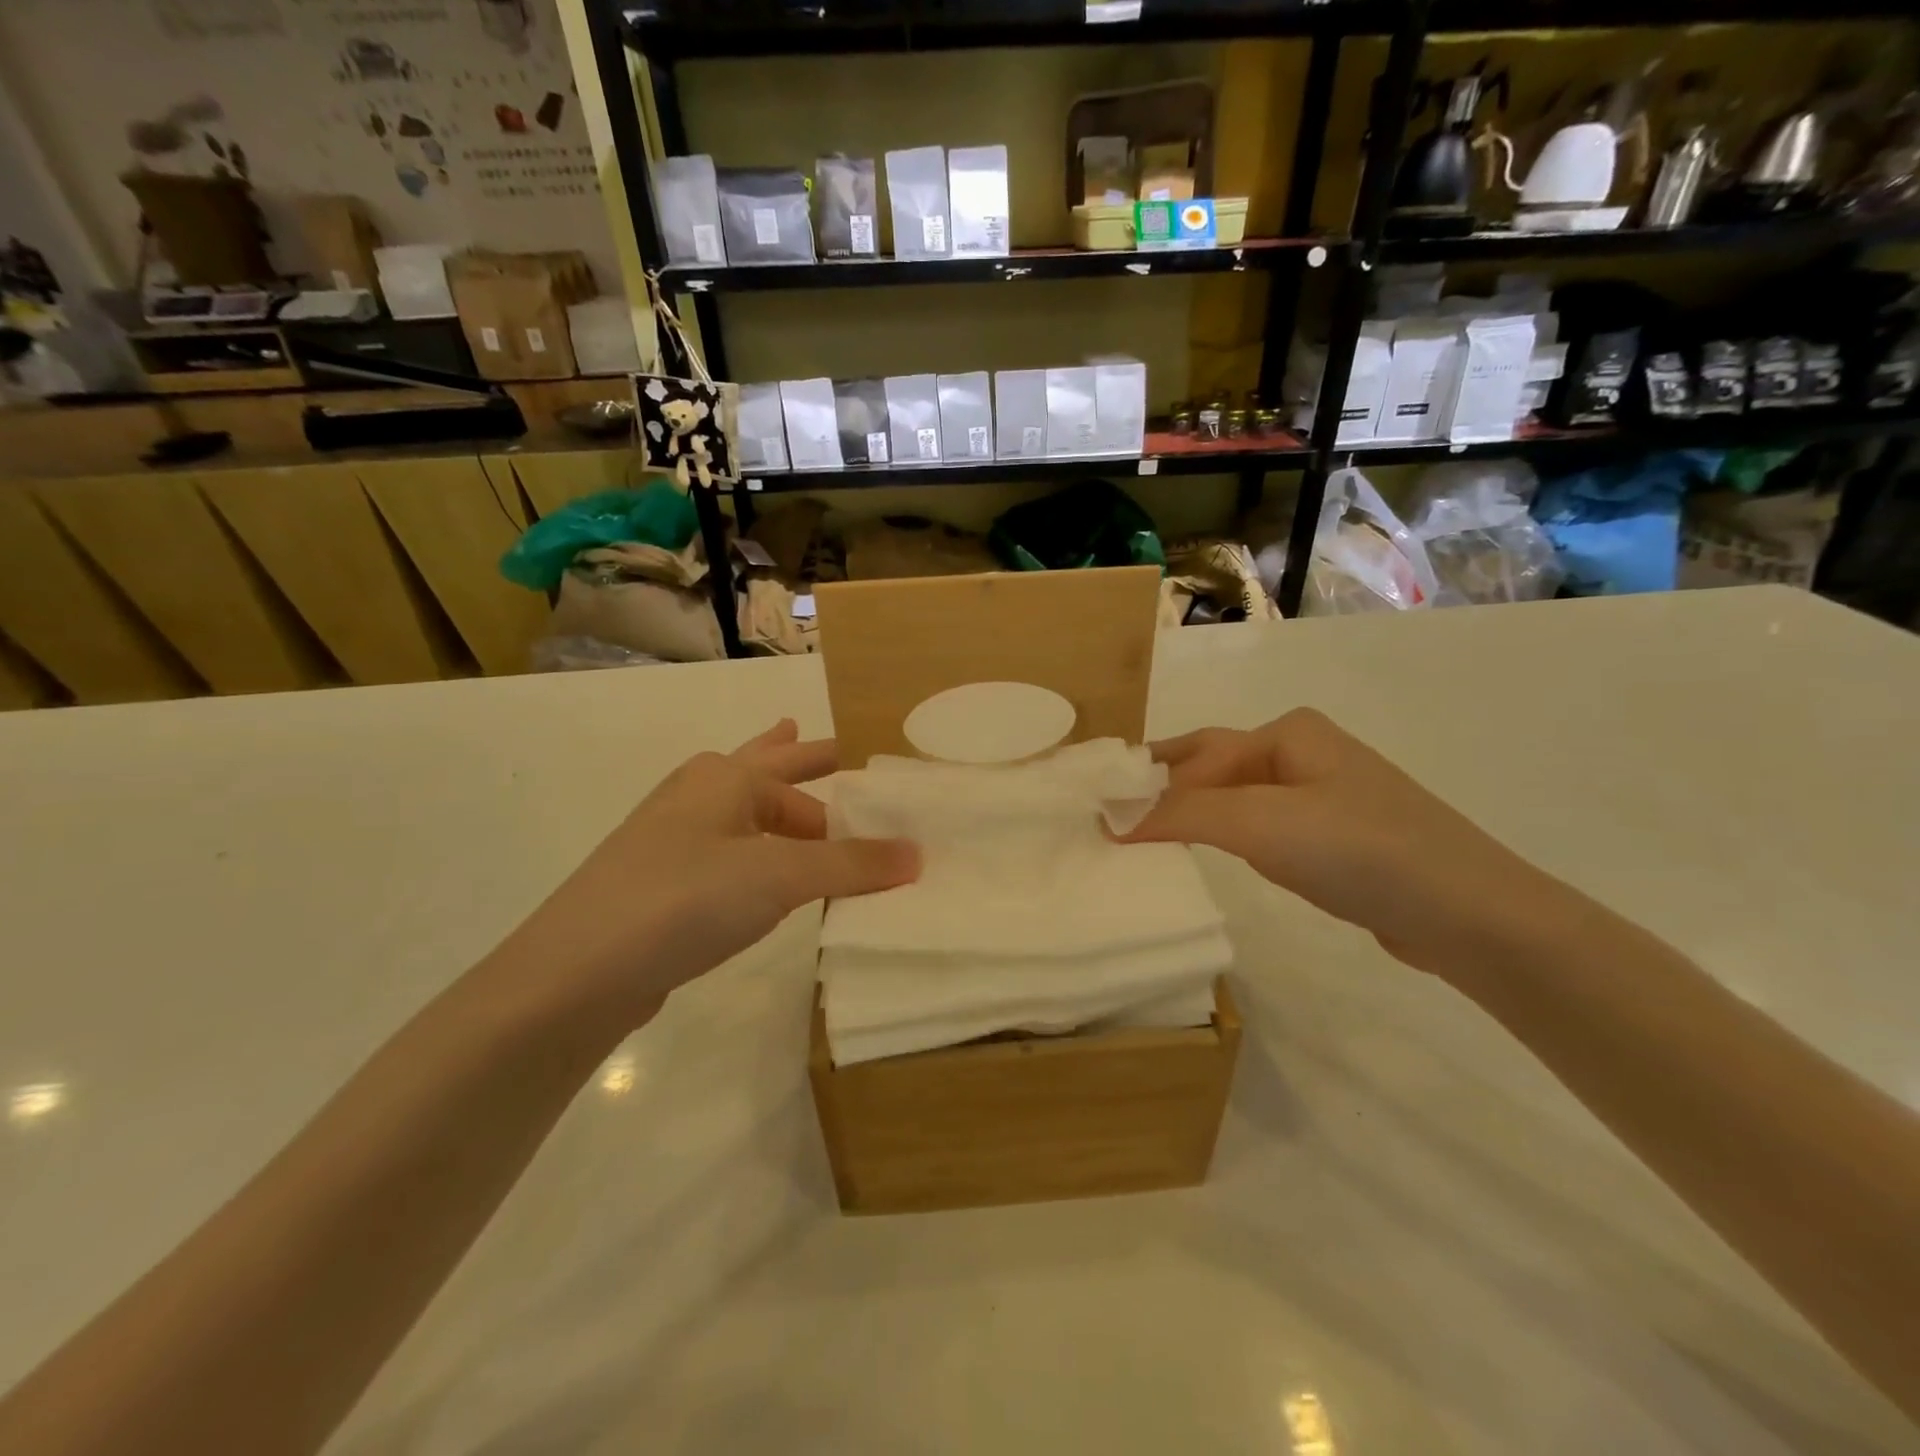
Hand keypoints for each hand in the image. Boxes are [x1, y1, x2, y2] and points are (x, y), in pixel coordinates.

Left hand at [494, 720, 918, 1024]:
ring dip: (778, 806)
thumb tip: (918, 854)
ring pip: (743, 812)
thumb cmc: (683, 899)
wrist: (576, 973)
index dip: (847, 784)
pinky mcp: (665, 885)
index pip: (803, 774)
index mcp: (726, 779)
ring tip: (805, 800)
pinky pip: (730, 854)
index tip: (885, 794)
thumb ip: (850, 865)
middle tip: (837, 748)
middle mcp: (699, 797)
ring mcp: (675, 840)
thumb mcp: (778, 876)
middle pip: (764, 769)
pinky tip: (765, 873)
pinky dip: (758, 852)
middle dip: (801, 759)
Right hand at [1122, 709, 1560, 979]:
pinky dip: (1224, 838)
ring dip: (1191, 816)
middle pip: (1213, 768)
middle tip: (1112, 819)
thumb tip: (1111, 818)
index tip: (1104, 823)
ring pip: (1235, 801)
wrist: (1468, 914)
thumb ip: (1181, 814)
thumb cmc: (1358, 849)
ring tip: (1145, 840)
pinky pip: (1260, 829)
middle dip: (1164, 790)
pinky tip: (1207, 856)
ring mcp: (1321, 797)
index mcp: (1287, 733)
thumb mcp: (1261, 823)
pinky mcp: (1333, 840)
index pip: (1197, 757)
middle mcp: (1302, 754)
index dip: (1149, 789)